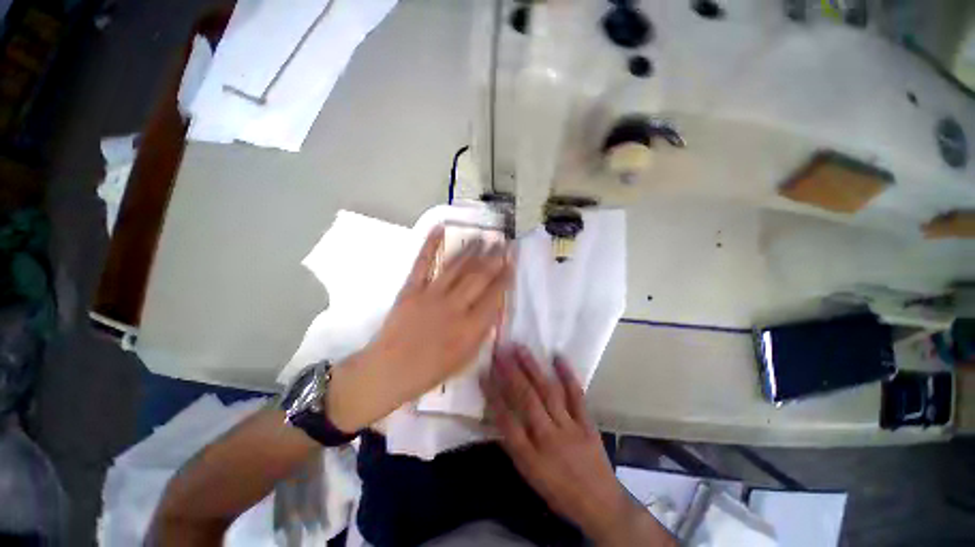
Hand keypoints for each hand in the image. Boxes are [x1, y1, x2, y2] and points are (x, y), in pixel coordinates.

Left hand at [328, 226, 512, 431]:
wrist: (389, 371)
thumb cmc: (430, 371)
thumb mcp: (465, 359)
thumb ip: (481, 333)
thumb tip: (492, 309)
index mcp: (469, 328)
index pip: (494, 296)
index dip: (505, 277)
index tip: (511, 262)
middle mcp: (454, 307)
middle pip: (479, 277)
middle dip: (493, 258)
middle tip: (502, 244)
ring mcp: (431, 295)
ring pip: (457, 266)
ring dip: (471, 250)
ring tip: (483, 237)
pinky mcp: (411, 289)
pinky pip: (423, 263)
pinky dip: (430, 244)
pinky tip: (440, 228)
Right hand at [482, 347, 673, 545]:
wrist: (600, 505)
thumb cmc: (559, 492)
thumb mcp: (530, 476)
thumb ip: (514, 446)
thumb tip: (499, 416)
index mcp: (531, 457)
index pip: (506, 420)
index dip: (493, 395)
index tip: (483, 373)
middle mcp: (548, 437)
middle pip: (527, 400)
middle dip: (511, 373)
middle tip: (500, 351)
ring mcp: (570, 427)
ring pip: (548, 392)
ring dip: (533, 368)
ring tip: (521, 349)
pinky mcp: (587, 422)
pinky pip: (577, 395)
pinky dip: (567, 375)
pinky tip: (558, 356)